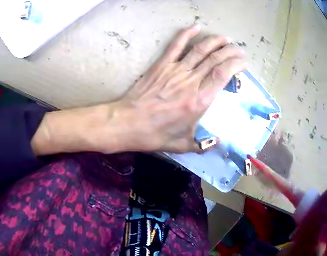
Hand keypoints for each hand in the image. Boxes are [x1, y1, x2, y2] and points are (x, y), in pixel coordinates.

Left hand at [106, 24, 247, 152]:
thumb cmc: (155, 135)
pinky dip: (187, 34)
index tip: (243, 62)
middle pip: (215, 59)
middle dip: (230, 51)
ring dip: (215, 41)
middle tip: (239, 49)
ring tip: (226, 38)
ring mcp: (175, 69)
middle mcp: (191, 81)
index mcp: (199, 100)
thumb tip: (217, 143)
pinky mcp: (162, 64)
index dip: (235, 65)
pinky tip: (196, 27)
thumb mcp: (182, 145)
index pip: (222, 74)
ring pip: (200, 49)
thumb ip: (203, 145)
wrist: (127, 122)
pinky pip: (177, 45)